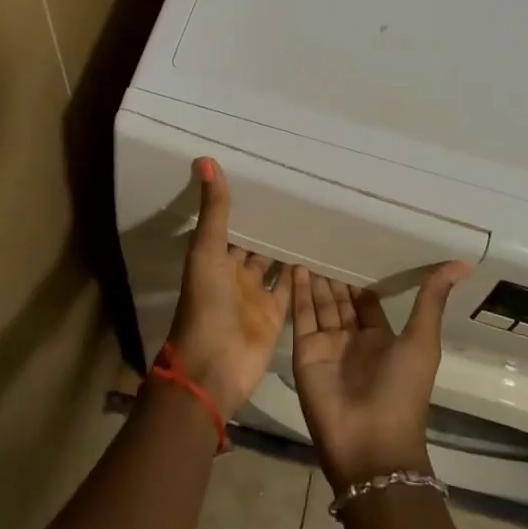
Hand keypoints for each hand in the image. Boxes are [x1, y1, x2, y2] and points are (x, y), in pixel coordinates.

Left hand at [166, 159, 289, 415]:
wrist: (213, 370)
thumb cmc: (205, 306)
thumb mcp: (206, 252)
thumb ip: (213, 211)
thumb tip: (205, 158)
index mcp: (215, 257)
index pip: (231, 223)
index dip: (244, 203)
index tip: (266, 174)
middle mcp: (235, 273)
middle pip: (254, 242)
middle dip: (270, 221)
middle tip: (298, 190)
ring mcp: (256, 295)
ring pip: (274, 263)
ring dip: (288, 244)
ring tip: (314, 214)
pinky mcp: (275, 314)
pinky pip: (291, 288)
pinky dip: (303, 272)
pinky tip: (322, 250)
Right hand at [289, 260, 472, 488]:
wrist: (370, 443)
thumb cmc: (403, 391)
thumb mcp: (423, 341)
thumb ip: (432, 300)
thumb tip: (462, 262)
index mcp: (381, 339)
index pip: (367, 301)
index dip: (361, 278)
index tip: (355, 247)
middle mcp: (352, 340)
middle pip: (341, 300)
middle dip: (335, 275)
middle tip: (326, 238)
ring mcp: (327, 346)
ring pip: (320, 304)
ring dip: (316, 278)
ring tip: (309, 243)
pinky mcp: (305, 352)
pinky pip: (301, 316)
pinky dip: (299, 292)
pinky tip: (297, 266)